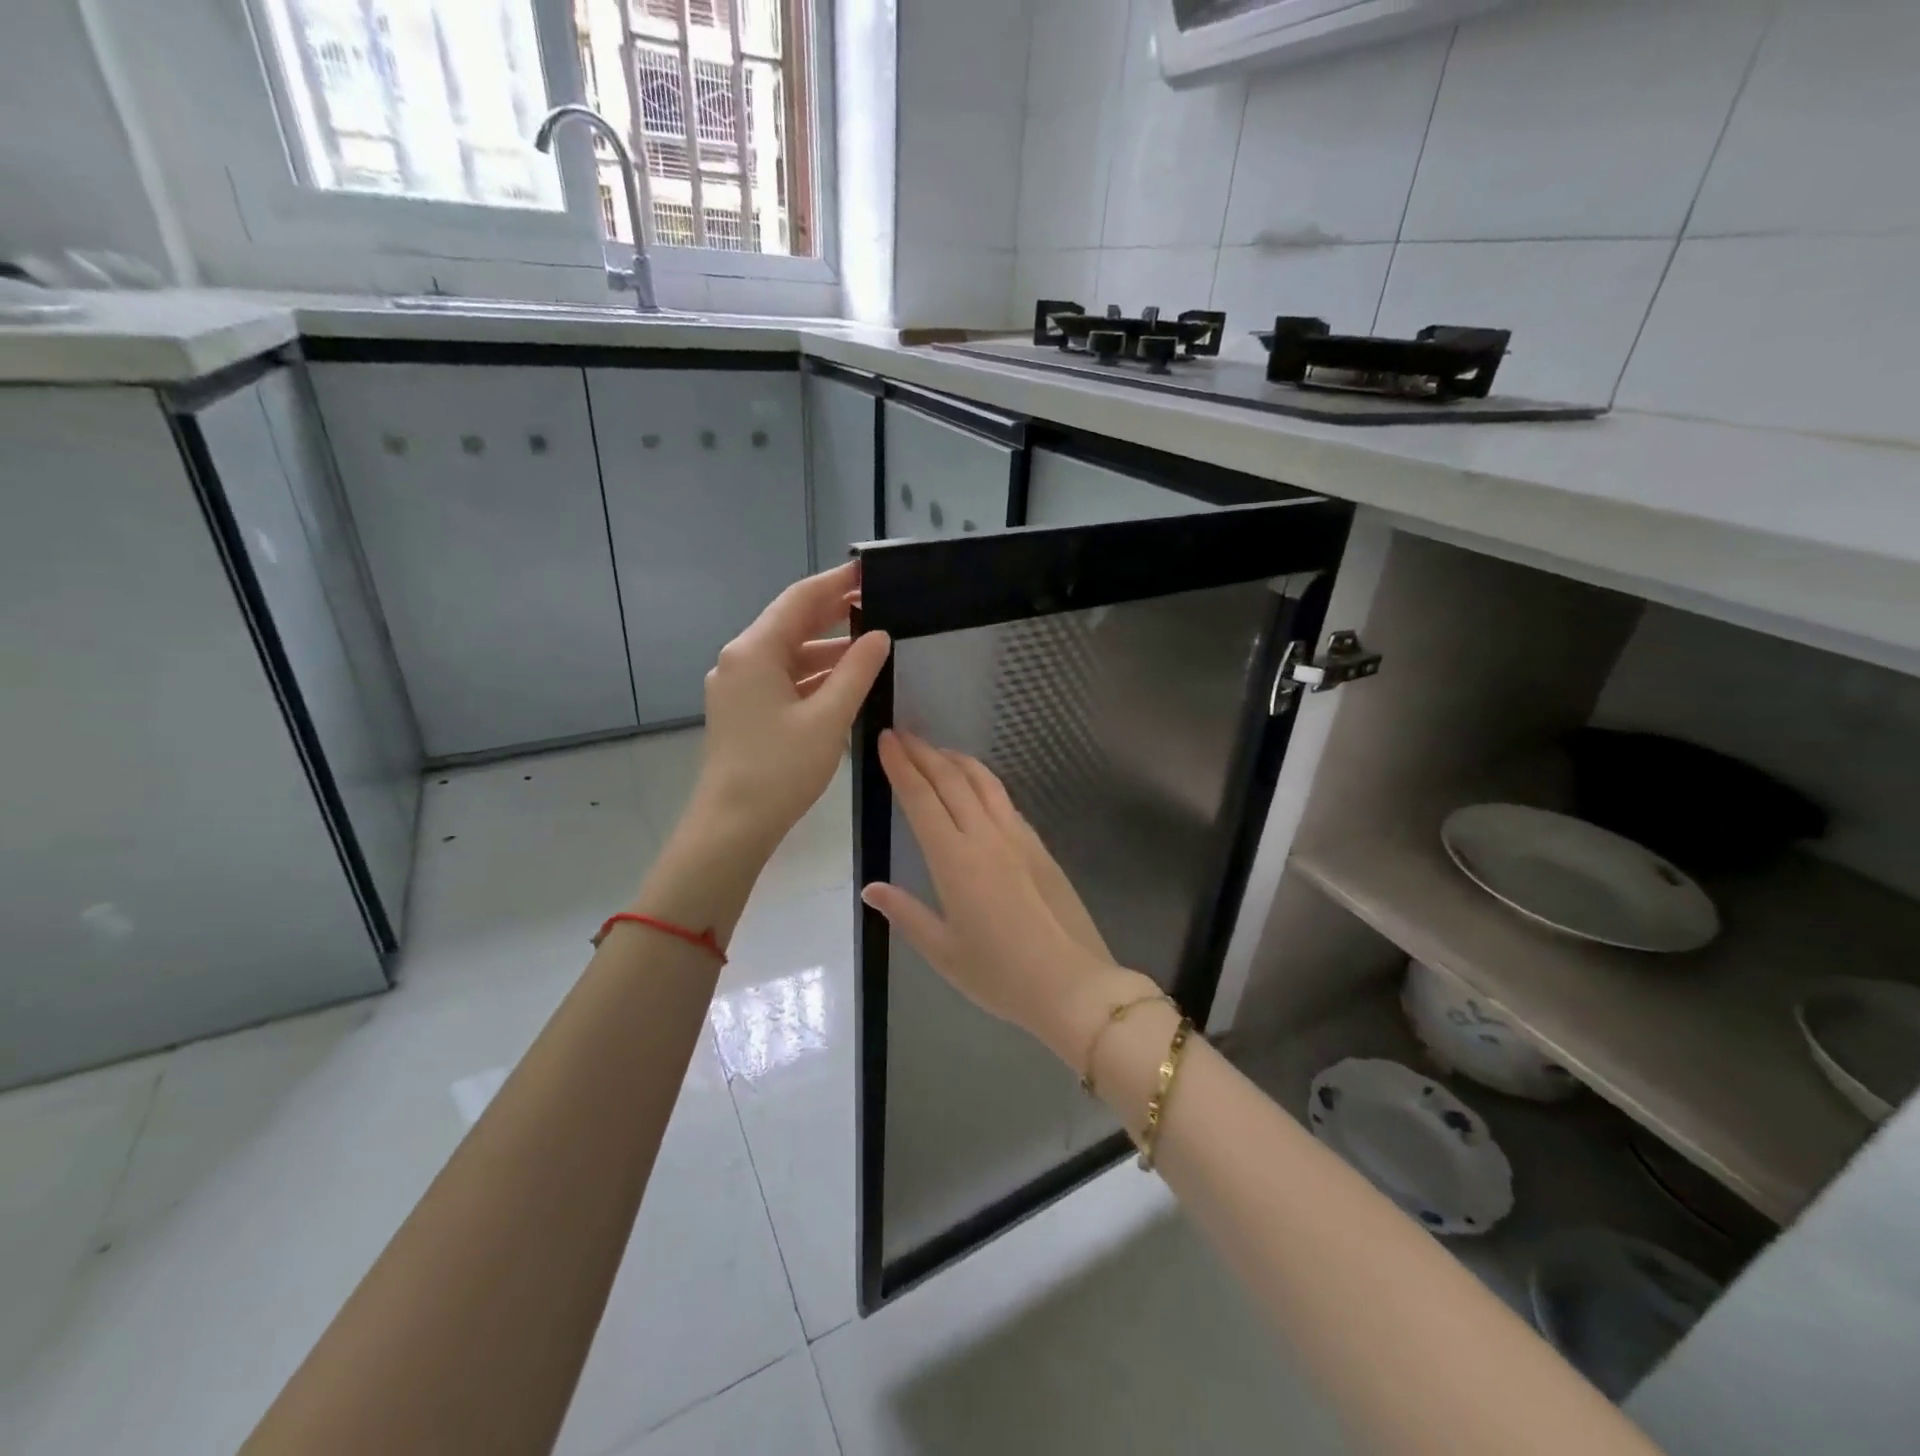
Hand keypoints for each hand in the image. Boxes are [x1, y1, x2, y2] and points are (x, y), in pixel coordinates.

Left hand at [690, 561, 890, 858]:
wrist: (732, 826)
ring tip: (870, 647)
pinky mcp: (742, 710)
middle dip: (834, 614)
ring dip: (827, 650)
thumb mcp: (828, 718)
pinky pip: (782, 679)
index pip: (800, 599)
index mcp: (754, 651)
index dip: (837, 583)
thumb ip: (857, 672)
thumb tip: (879, 636)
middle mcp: (740, 660)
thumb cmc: (780, 770)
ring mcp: (737, 686)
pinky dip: (812, 676)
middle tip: (877, 604)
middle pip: (791, 623)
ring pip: (788, 654)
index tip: (869, 572)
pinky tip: (843, 683)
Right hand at [861, 731, 1153, 1065]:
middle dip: (924, 752)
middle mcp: (986, 837)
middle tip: (902, 733)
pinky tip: (976, 786)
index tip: (886, 739)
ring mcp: (1018, 838)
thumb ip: (906, 914)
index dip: (901, 765)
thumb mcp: (943, 952)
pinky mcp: (1039, 846)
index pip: (922, 798)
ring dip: (956, 760)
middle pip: (951, 779)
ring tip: (936, 750)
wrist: (1073, 984)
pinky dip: (983, 781)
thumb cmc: (1001, 975)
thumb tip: (870, 888)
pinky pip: (1004, 800)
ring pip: (983, 782)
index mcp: (955, 860)